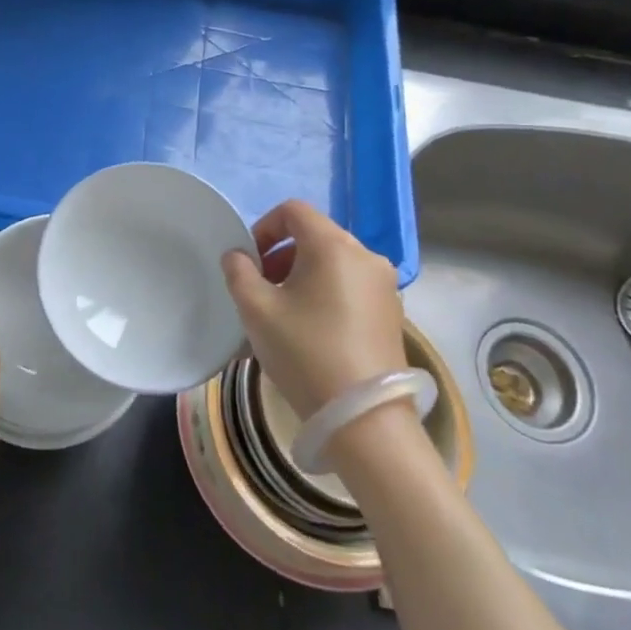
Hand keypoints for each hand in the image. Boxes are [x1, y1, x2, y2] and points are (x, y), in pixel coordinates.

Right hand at [221, 199, 405, 418]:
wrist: (364, 418)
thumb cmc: (305, 352)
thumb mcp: (256, 310)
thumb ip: (239, 272)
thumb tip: (238, 256)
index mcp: (333, 245)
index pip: (293, 211)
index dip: (263, 228)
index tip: (249, 262)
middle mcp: (366, 256)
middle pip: (314, 236)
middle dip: (280, 256)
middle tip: (260, 289)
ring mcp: (384, 286)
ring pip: (333, 263)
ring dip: (301, 277)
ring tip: (282, 313)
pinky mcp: (392, 313)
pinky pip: (350, 287)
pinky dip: (325, 294)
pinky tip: (310, 331)